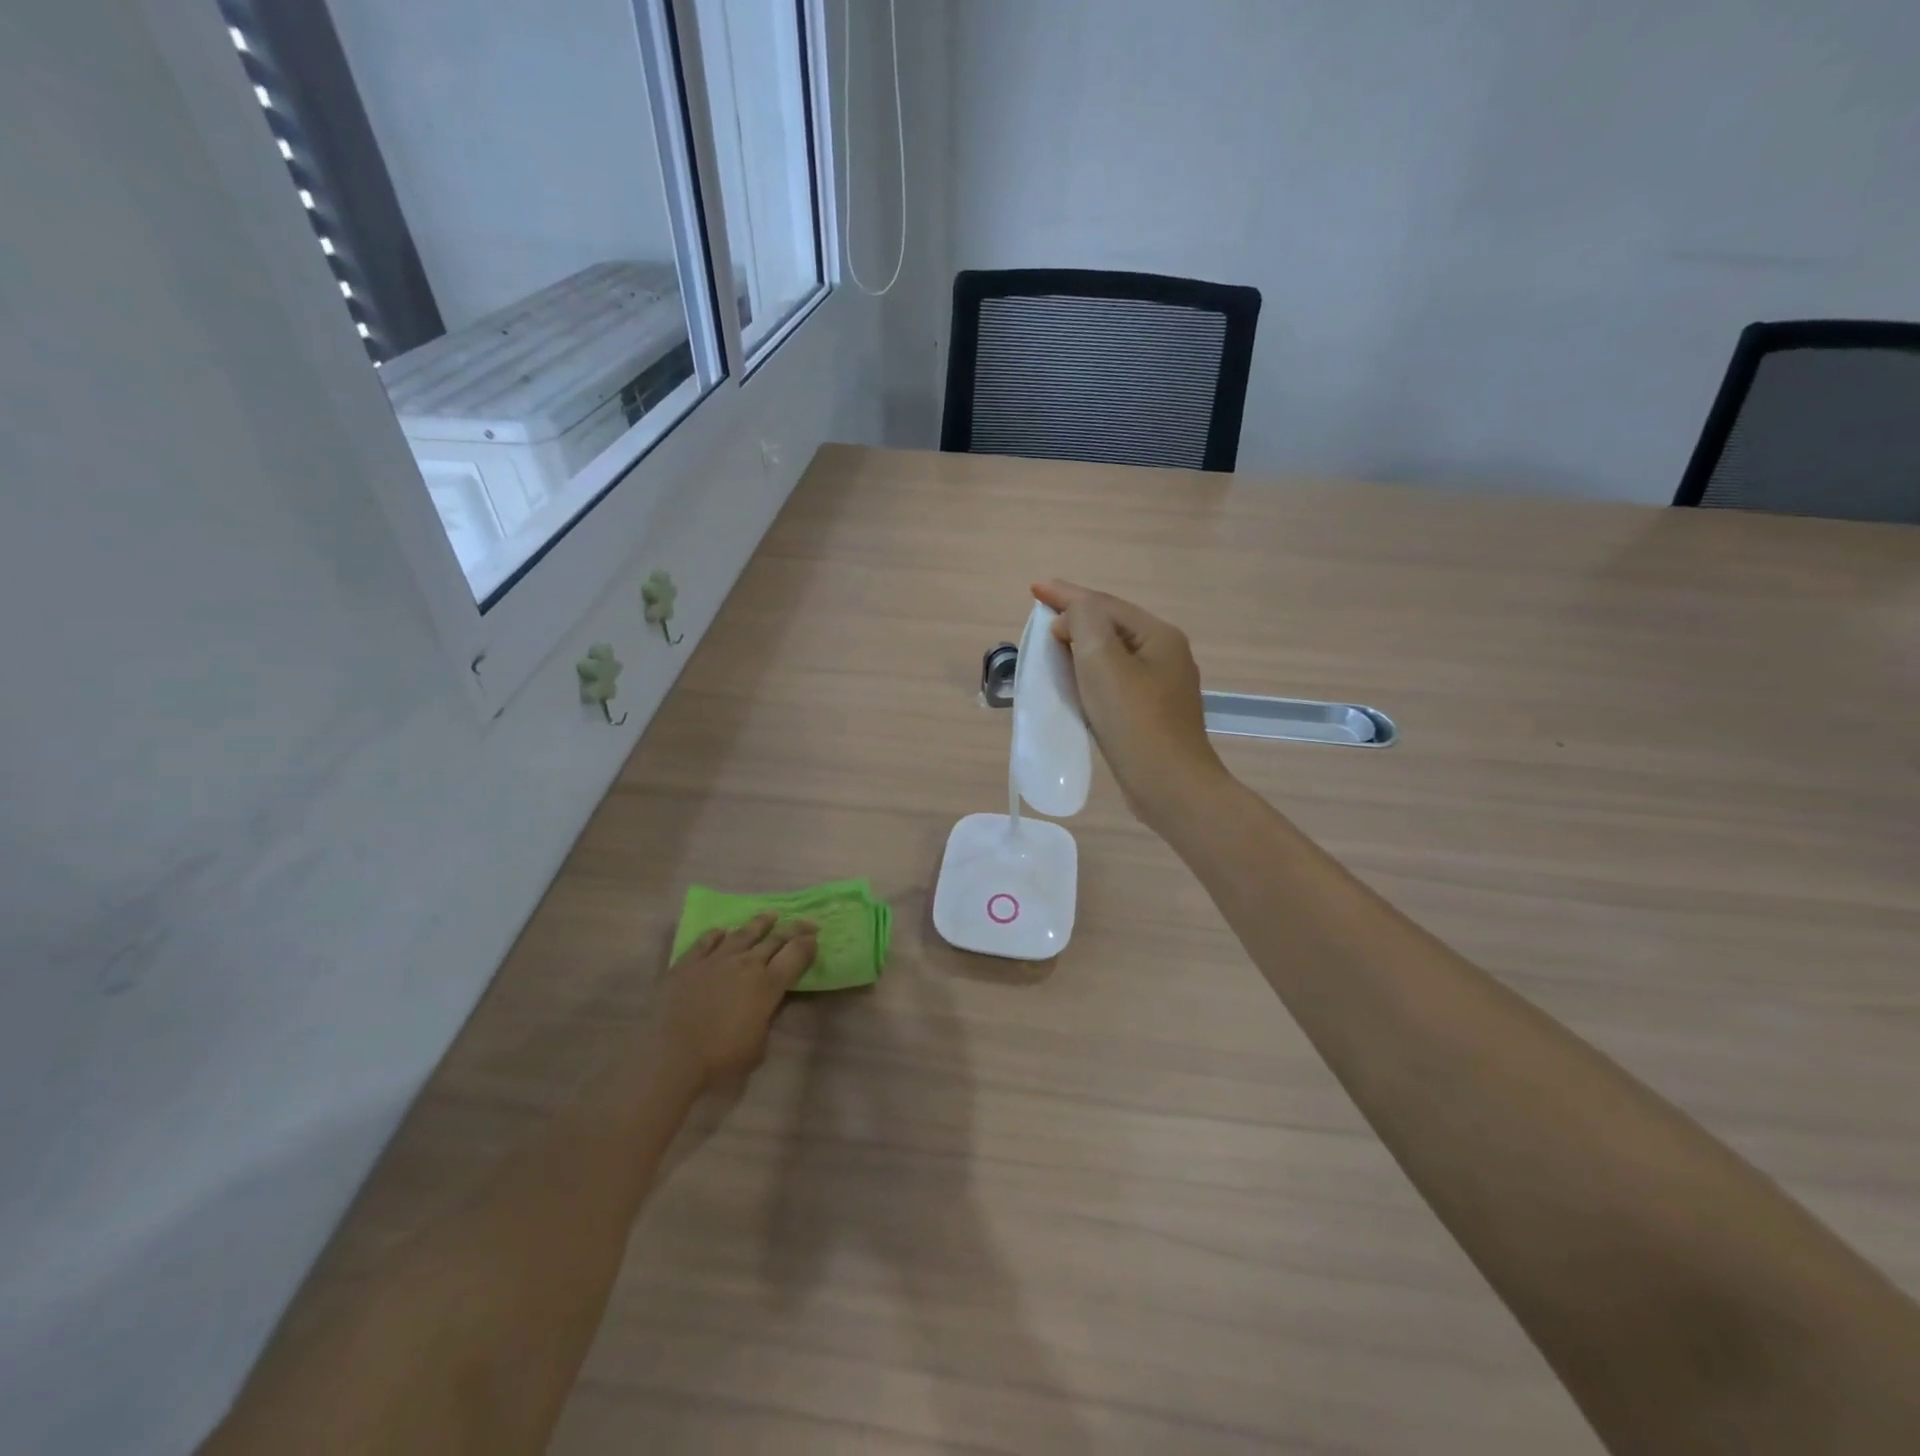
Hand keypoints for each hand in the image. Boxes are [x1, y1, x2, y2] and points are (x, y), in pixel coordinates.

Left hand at [654, 913, 816, 1089]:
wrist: (672, 1056)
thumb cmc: (721, 1059)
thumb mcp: (758, 1045)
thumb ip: (766, 1018)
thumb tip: (766, 1005)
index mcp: (768, 985)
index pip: (796, 955)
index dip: (808, 944)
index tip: (815, 938)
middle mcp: (746, 964)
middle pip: (775, 939)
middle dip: (794, 929)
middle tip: (806, 923)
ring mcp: (715, 959)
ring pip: (742, 933)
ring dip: (760, 923)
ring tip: (770, 915)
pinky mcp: (688, 963)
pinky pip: (706, 941)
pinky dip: (716, 935)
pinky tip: (721, 932)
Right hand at [1032, 579, 1227, 826]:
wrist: (1170, 785)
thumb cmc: (1134, 720)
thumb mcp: (1102, 661)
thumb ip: (1083, 623)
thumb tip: (1071, 621)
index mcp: (1158, 636)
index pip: (1104, 604)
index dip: (1066, 594)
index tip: (1034, 587)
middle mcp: (1165, 655)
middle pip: (1111, 626)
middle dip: (1075, 617)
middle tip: (1041, 615)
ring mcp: (1161, 686)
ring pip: (1113, 655)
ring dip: (1081, 646)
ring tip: (1052, 644)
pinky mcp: (1151, 714)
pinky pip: (1114, 681)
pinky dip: (1090, 674)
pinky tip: (1075, 682)